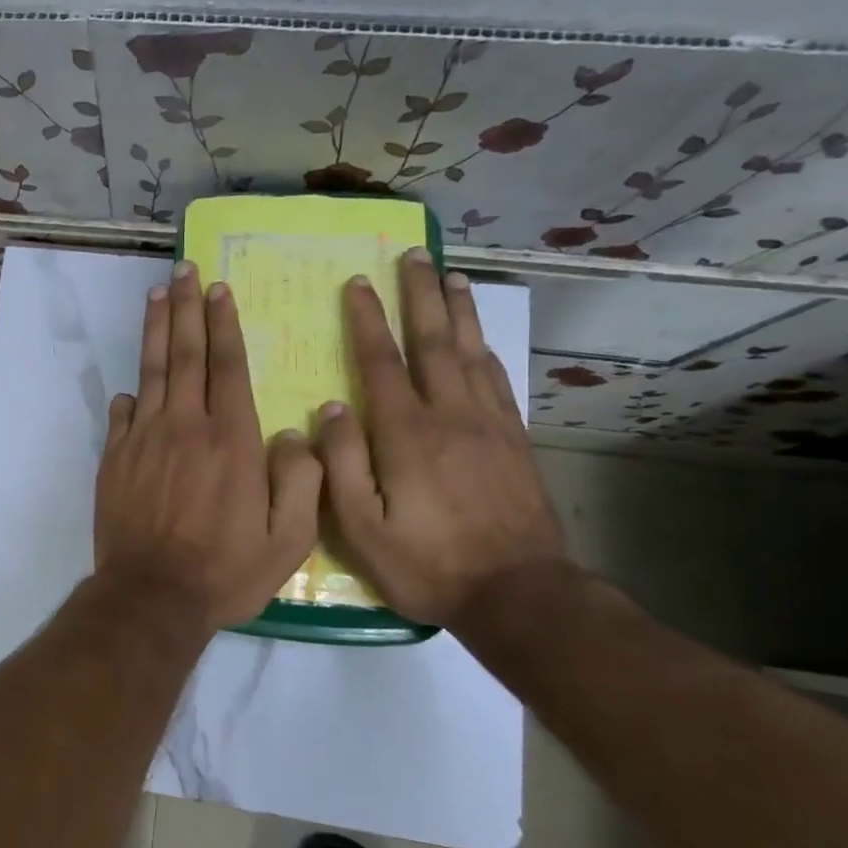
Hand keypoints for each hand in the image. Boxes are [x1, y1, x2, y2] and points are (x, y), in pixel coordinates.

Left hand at [96, 262, 322, 632]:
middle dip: (185, 309)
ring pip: (151, 372)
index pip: (226, 366)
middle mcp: (184, 427)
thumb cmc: (226, 571)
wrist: (152, 596)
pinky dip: (129, 395)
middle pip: (185, 355)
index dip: (222, 324)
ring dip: (156, 331)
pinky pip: (122, 415)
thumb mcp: (289, 540)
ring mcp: (143, 440)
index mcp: (230, 439)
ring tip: (157, 296)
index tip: (217, 289)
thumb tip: (296, 433)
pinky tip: (132, 384)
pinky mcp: (115, 459)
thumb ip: (301, 481)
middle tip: (182, 271)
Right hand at [317, 250, 569, 627]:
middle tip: (412, 254)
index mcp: (407, 434)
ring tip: (450, 275)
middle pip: (433, 341)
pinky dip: (486, 348)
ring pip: (471, 352)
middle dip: (419, 295)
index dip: (368, 320)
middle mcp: (450, 415)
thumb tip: (330, 407)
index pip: (382, 362)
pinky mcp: (514, 440)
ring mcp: (489, 424)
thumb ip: (340, 464)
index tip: (358, 283)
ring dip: (458, 310)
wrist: (518, 592)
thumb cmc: (427, 563)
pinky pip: (498, 379)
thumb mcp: (362, 527)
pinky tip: (480, 338)